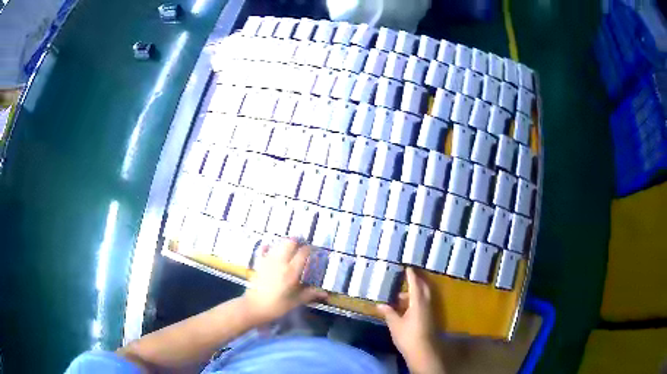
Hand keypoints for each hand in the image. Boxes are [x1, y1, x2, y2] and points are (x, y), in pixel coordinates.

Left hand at [242, 239, 326, 324]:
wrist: (254, 307)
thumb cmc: (276, 306)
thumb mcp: (295, 302)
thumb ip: (310, 294)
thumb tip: (325, 293)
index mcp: (291, 272)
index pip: (303, 253)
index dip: (310, 249)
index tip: (315, 251)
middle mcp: (280, 262)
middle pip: (290, 242)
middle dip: (298, 241)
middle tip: (303, 246)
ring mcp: (268, 261)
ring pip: (278, 244)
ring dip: (286, 243)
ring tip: (291, 248)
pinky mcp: (259, 263)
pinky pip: (265, 249)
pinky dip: (270, 247)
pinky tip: (272, 249)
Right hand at [377, 267, 444, 373]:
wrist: (423, 351)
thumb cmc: (408, 336)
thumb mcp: (395, 324)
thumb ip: (389, 312)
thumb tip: (380, 304)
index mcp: (418, 302)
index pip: (415, 284)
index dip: (411, 275)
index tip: (408, 266)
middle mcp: (426, 303)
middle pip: (423, 288)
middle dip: (416, 281)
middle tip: (406, 277)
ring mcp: (429, 311)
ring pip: (423, 296)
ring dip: (414, 293)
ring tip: (399, 296)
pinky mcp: (429, 318)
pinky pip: (423, 303)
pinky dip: (415, 301)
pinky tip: (405, 308)